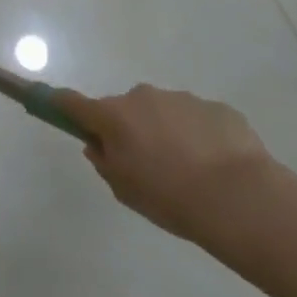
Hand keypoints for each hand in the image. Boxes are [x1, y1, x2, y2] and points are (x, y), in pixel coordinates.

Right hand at [55, 84, 274, 243]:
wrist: (241, 199)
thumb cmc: (169, 197)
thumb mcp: (124, 190)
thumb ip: (105, 162)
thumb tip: (100, 145)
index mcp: (112, 116)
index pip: (70, 101)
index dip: (59, 105)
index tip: (55, 108)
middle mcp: (141, 98)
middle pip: (123, 108)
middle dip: (129, 128)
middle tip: (146, 165)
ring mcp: (181, 99)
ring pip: (163, 112)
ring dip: (167, 132)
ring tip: (190, 173)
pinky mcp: (218, 108)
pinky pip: (198, 120)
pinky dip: (200, 137)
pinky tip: (217, 168)